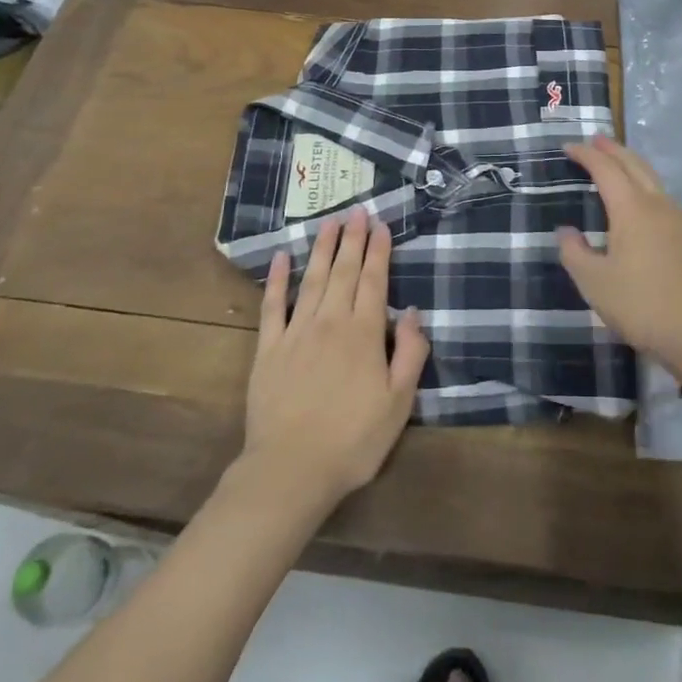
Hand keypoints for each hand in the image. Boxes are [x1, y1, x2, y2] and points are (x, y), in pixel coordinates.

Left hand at [240, 206, 428, 514]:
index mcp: (364, 333)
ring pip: (313, 280)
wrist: (290, 470)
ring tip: (329, 222)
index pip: (373, 281)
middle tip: (356, 212)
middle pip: (344, 272)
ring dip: (322, 249)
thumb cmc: (353, 440)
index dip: (378, 251)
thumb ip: (410, 354)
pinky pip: (273, 306)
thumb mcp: (399, 403)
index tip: (381, 225)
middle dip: (352, 240)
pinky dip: (278, 279)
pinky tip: (283, 258)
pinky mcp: (268, 349)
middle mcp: (331, 322)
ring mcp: (296, 333)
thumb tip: (413, 313)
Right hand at [557, 136, 681, 374]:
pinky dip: (644, 184)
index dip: (586, 155)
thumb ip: (575, 253)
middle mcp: (658, 205)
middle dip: (613, 149)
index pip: (605, 169)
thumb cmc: (643, 305)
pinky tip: (640, 201)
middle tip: (594, 140)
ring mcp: (679, 220)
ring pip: (652, 179)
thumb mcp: (595, 283)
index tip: (569, 147)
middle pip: (634, 164)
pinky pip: (661, 196)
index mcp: (632, 208)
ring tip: (615, 163)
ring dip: (631, 165)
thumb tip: (566, 231)